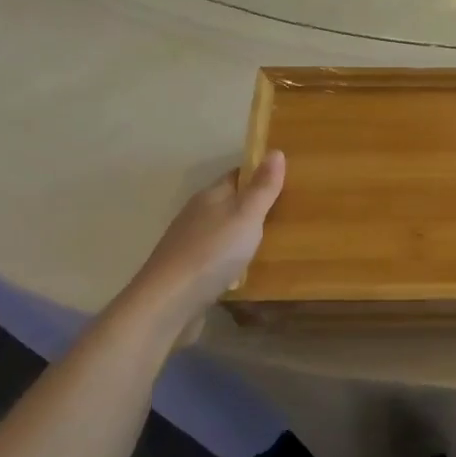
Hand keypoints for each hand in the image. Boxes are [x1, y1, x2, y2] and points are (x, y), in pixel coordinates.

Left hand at [118, 151, 285, 339]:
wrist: (166, 305)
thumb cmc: (212, 253)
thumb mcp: (246, 216)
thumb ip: (262, 187)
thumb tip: (275, 151)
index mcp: (210, 196)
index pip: (237, 175)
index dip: (260, 174)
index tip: (288, 179)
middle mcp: (197, 215)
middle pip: (230, 202)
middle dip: (255, 205)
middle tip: (289, 212)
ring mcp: (189, 245)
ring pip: (223, 230)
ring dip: (243, 233)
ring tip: (275, 241)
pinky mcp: (188, 272)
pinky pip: (217, 256)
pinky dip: (233, 258)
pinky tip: (247, 270)